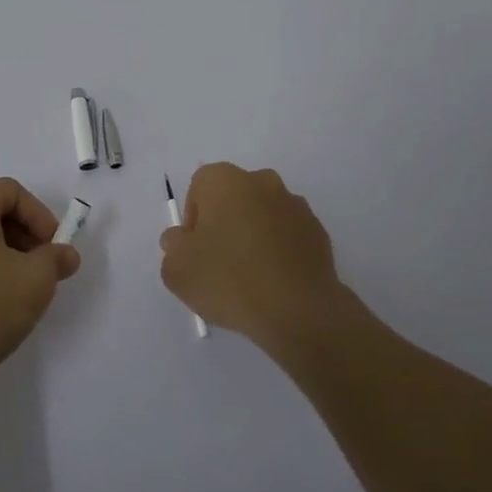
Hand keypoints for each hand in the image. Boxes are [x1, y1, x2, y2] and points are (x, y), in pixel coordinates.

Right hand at [160, 163, 346, 349]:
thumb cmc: (229, 279)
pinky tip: (275, 283)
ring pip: (263, 214)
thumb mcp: (177, 269)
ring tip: (250, 277)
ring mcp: (294, 205)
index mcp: (224, 180)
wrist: (298, 310)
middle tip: (219, 262)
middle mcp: (261, 181)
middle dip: (225, 222)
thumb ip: (173, 245)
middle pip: (233, 197)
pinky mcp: (318, 231)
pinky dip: (279, 250)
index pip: (199, 187)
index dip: (193, 218)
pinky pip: (288, 235)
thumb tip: (182, 238)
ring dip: (254, 235)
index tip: (196, 250)